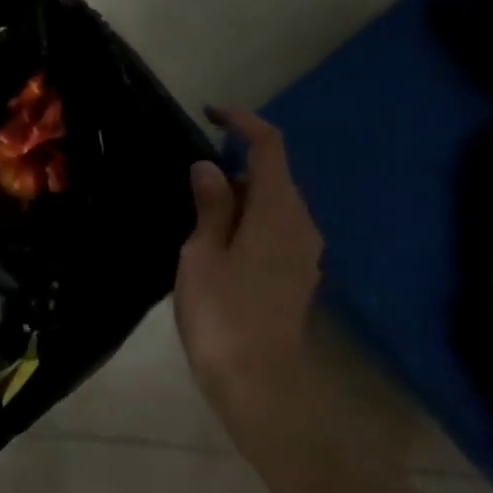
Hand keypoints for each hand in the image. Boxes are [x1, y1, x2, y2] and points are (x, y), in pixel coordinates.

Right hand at [175, 108, 323, 420]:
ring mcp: (304, 252)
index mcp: (277, 211)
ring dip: (240, 197)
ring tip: (197, 215)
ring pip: (274, 205)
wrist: (256, 379)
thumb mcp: (201, 255)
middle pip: (273, 176)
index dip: (242, 122)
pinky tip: (219, 244)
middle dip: (234, 166)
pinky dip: (249, 222)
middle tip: (189, 181)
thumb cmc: (221, 313)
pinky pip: (275, 231)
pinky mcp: (296, 275)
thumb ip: (210, 207)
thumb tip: (209, 168)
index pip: (268, 147)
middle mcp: (300, 224)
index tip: (210, 113)